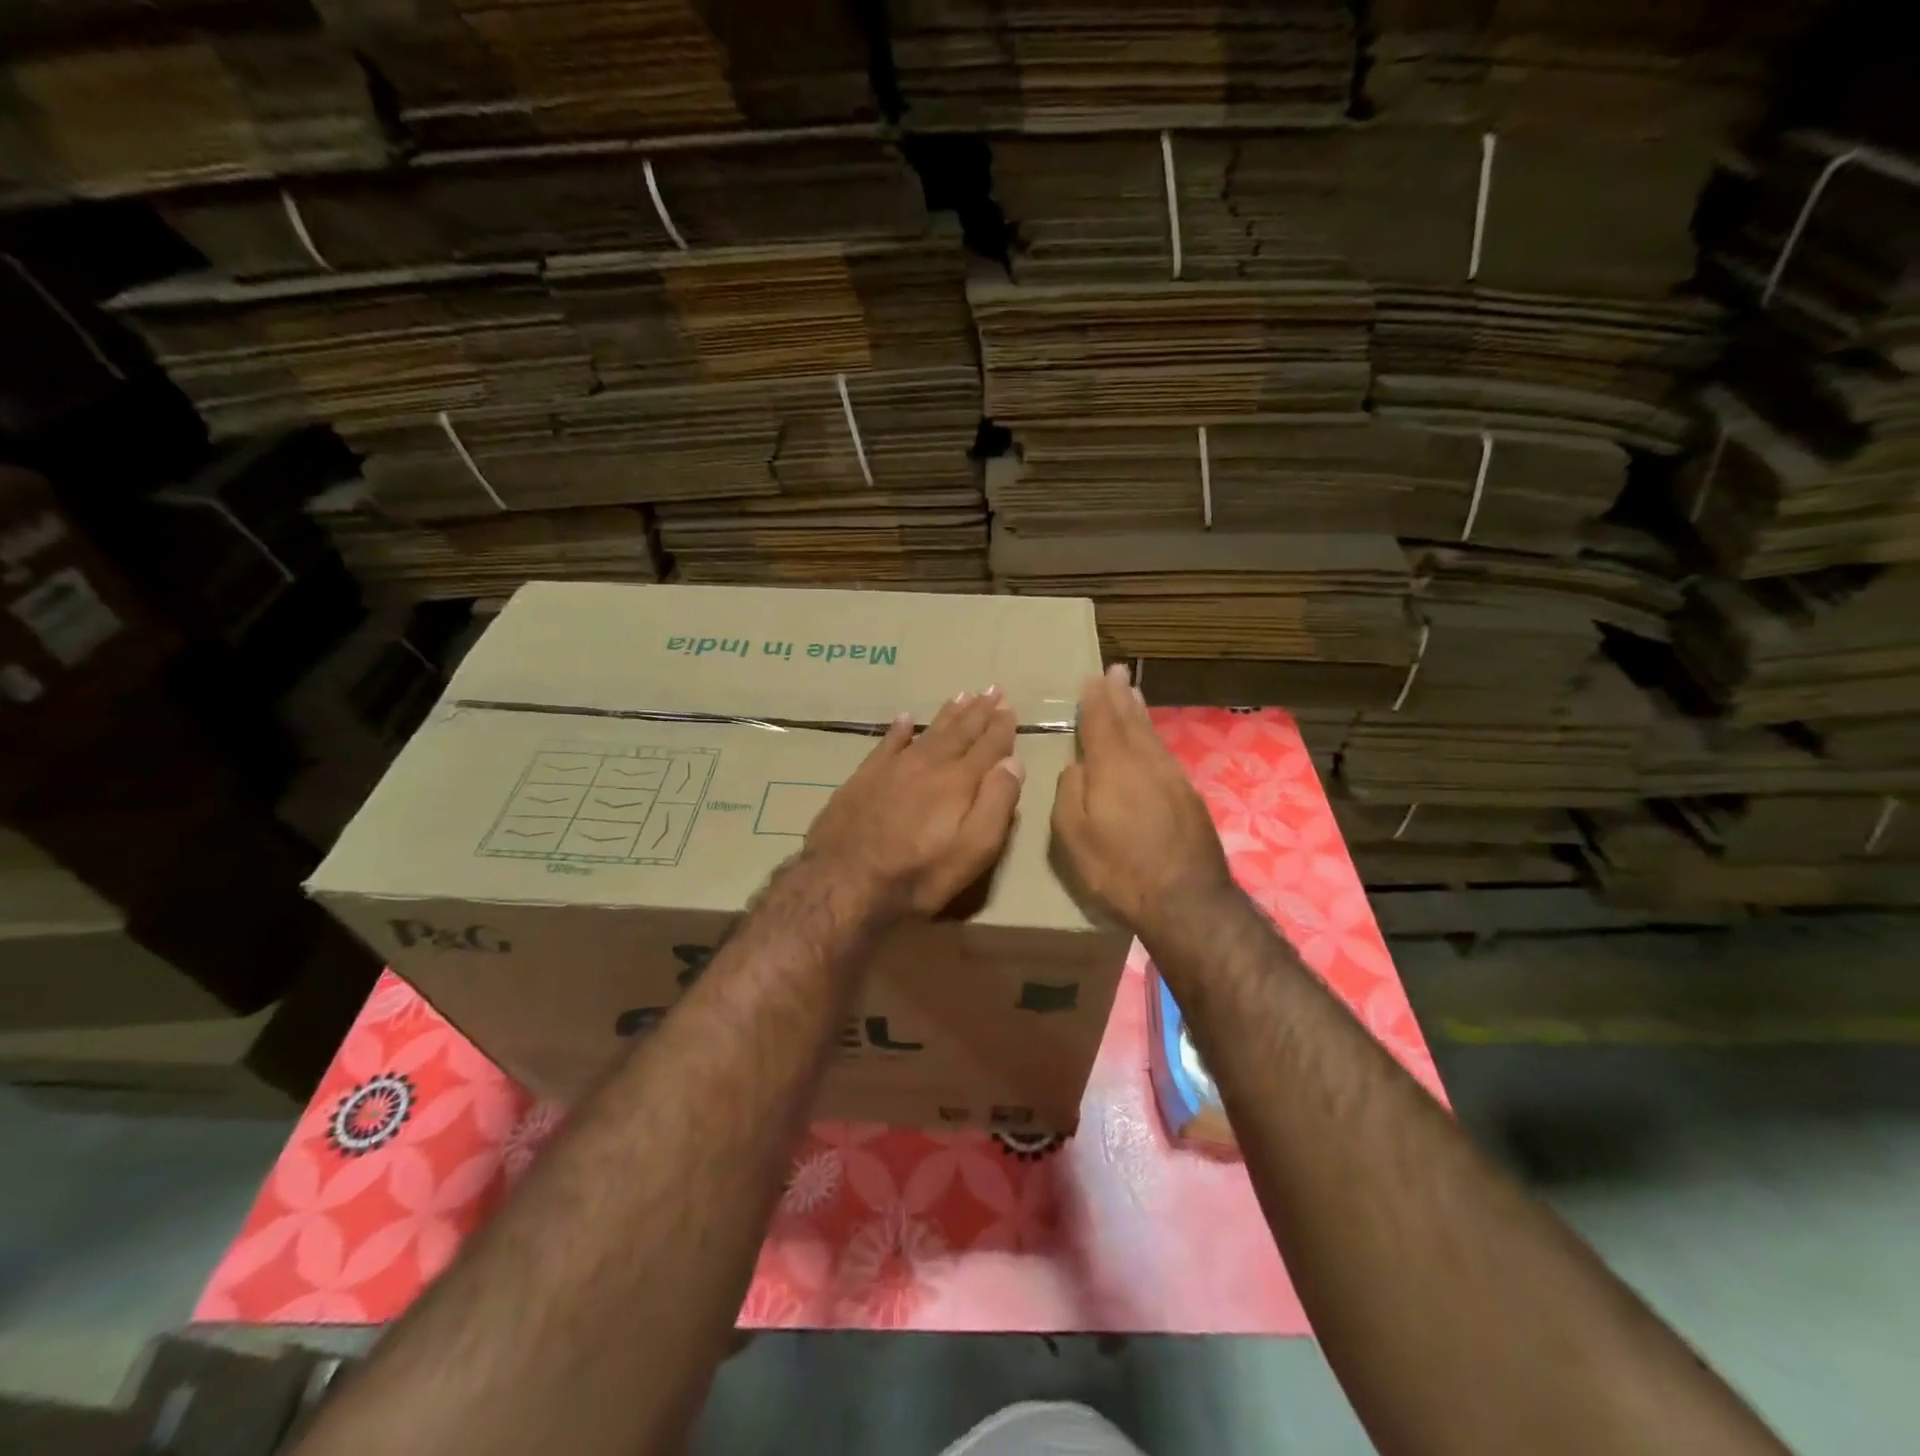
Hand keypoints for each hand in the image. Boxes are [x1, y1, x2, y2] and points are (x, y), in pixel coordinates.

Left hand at [805, 686, 1024, 918]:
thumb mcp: (972, 852)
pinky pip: (887, 743)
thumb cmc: (916, 875)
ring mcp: (893, 768)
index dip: (1002, 726)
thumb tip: (1013, 763)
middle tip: (992, 689)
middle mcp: (928, 765)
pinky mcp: (864, 777)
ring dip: (947, 714)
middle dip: (979, 711)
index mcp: (958, 782)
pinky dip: (899, 729)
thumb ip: (996, 805)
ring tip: (962, 695)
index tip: (1010, 706)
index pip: (988, 746)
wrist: (842, 881)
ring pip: (927, 732)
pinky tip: (905, 718)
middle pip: (959, 732)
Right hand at [1051, 664, 1233, 934]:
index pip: (1100, 722)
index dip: (1094, 700)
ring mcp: (1171, 777)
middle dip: (1119, 695)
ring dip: (1139, 711)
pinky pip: (1164, 752)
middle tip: (1115, 671)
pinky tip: (1151, 739)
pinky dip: (1153, 736)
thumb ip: (1069, 793)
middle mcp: (1144, 762)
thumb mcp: (1073, 836)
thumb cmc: (1119, 869)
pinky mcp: (1188, 795)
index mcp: (1112, 767)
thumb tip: (1076, 767)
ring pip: (1151, 734)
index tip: (1091, 678)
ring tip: (1132, 692)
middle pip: (1130, 720)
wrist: (1186, 900)